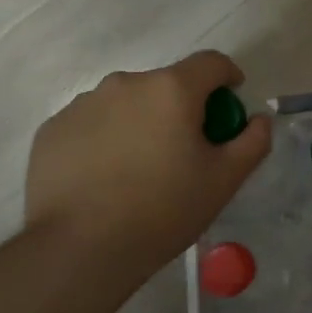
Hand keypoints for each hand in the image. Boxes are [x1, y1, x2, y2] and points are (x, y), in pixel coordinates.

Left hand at [25, 51, 270, 276]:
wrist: (78, 250)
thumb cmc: (163, 210)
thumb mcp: (225, 180)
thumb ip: (252, 141)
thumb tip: (259, 119)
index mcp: (172, 89)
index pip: (211, 63)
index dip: (227, 78)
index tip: (230, 103)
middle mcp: (126, 83)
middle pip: (167, 84)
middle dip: (182, 107)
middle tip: (185, 150)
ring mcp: (83, 104)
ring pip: (127, 103)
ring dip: (142, 121)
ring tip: (141, 168)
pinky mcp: (52, 129)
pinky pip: (92, 123)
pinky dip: (106, 139)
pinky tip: (106, 178)